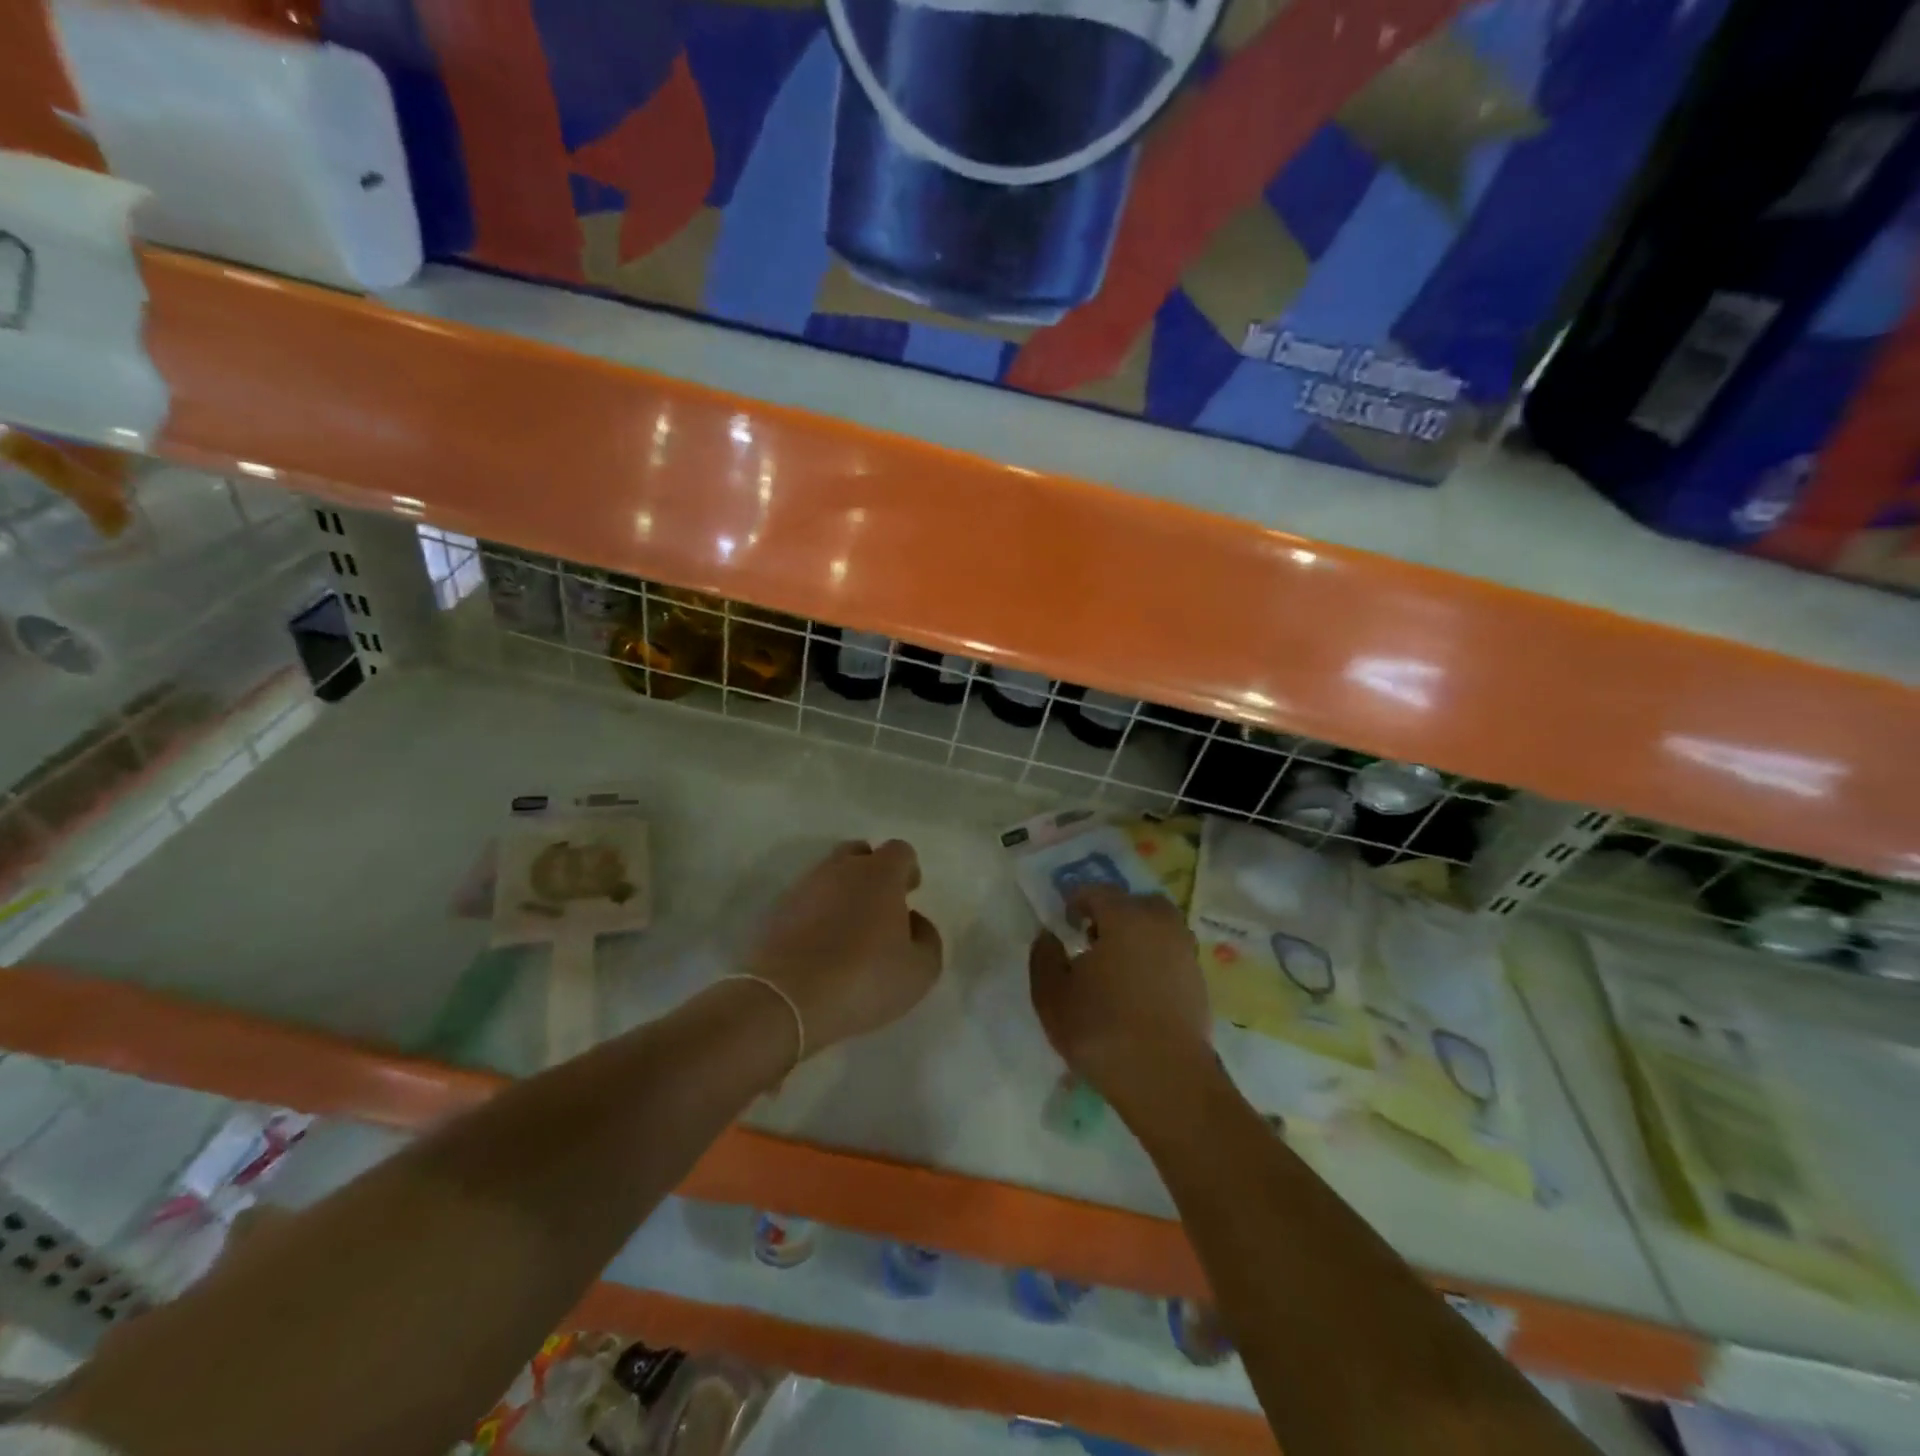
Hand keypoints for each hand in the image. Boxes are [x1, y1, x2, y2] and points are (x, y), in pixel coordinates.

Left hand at [745, 840, 942, 1056]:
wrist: (787, 1000)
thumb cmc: (865, 978)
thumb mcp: (920, 970)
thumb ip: (926, 938)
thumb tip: (913, 922)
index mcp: (880, 874)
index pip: (899, 850)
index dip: (908, 869)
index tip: (910, 893)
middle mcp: (840, 869)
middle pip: (859, 853)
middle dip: (872, 871)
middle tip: (879, 906)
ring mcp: (804, 887)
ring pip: (828, 876)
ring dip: (842, 893)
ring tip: (848, 931)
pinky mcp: (776, 911)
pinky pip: (805, 902)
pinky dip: (816, 914)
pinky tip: (820, 946)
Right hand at [1028, 886, 1211, 1099]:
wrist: (1166, 1079)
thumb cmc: (1101, 1030)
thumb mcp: (1051, 996)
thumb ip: (1044, 957)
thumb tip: (1049, 935)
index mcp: (1124, 917)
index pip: (1097, 892)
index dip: (1077, 901)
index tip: (1066, 922)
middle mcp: (1160, 924)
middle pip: (1136, 903)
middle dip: (1114, 913)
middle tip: (1094, 939)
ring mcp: (1185, 952)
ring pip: (1159, 927)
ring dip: (1138, 935)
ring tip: (1118, 966)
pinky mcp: (1199, 981)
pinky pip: (1171, 954)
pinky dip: (1155, 959)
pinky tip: (1138, 988)